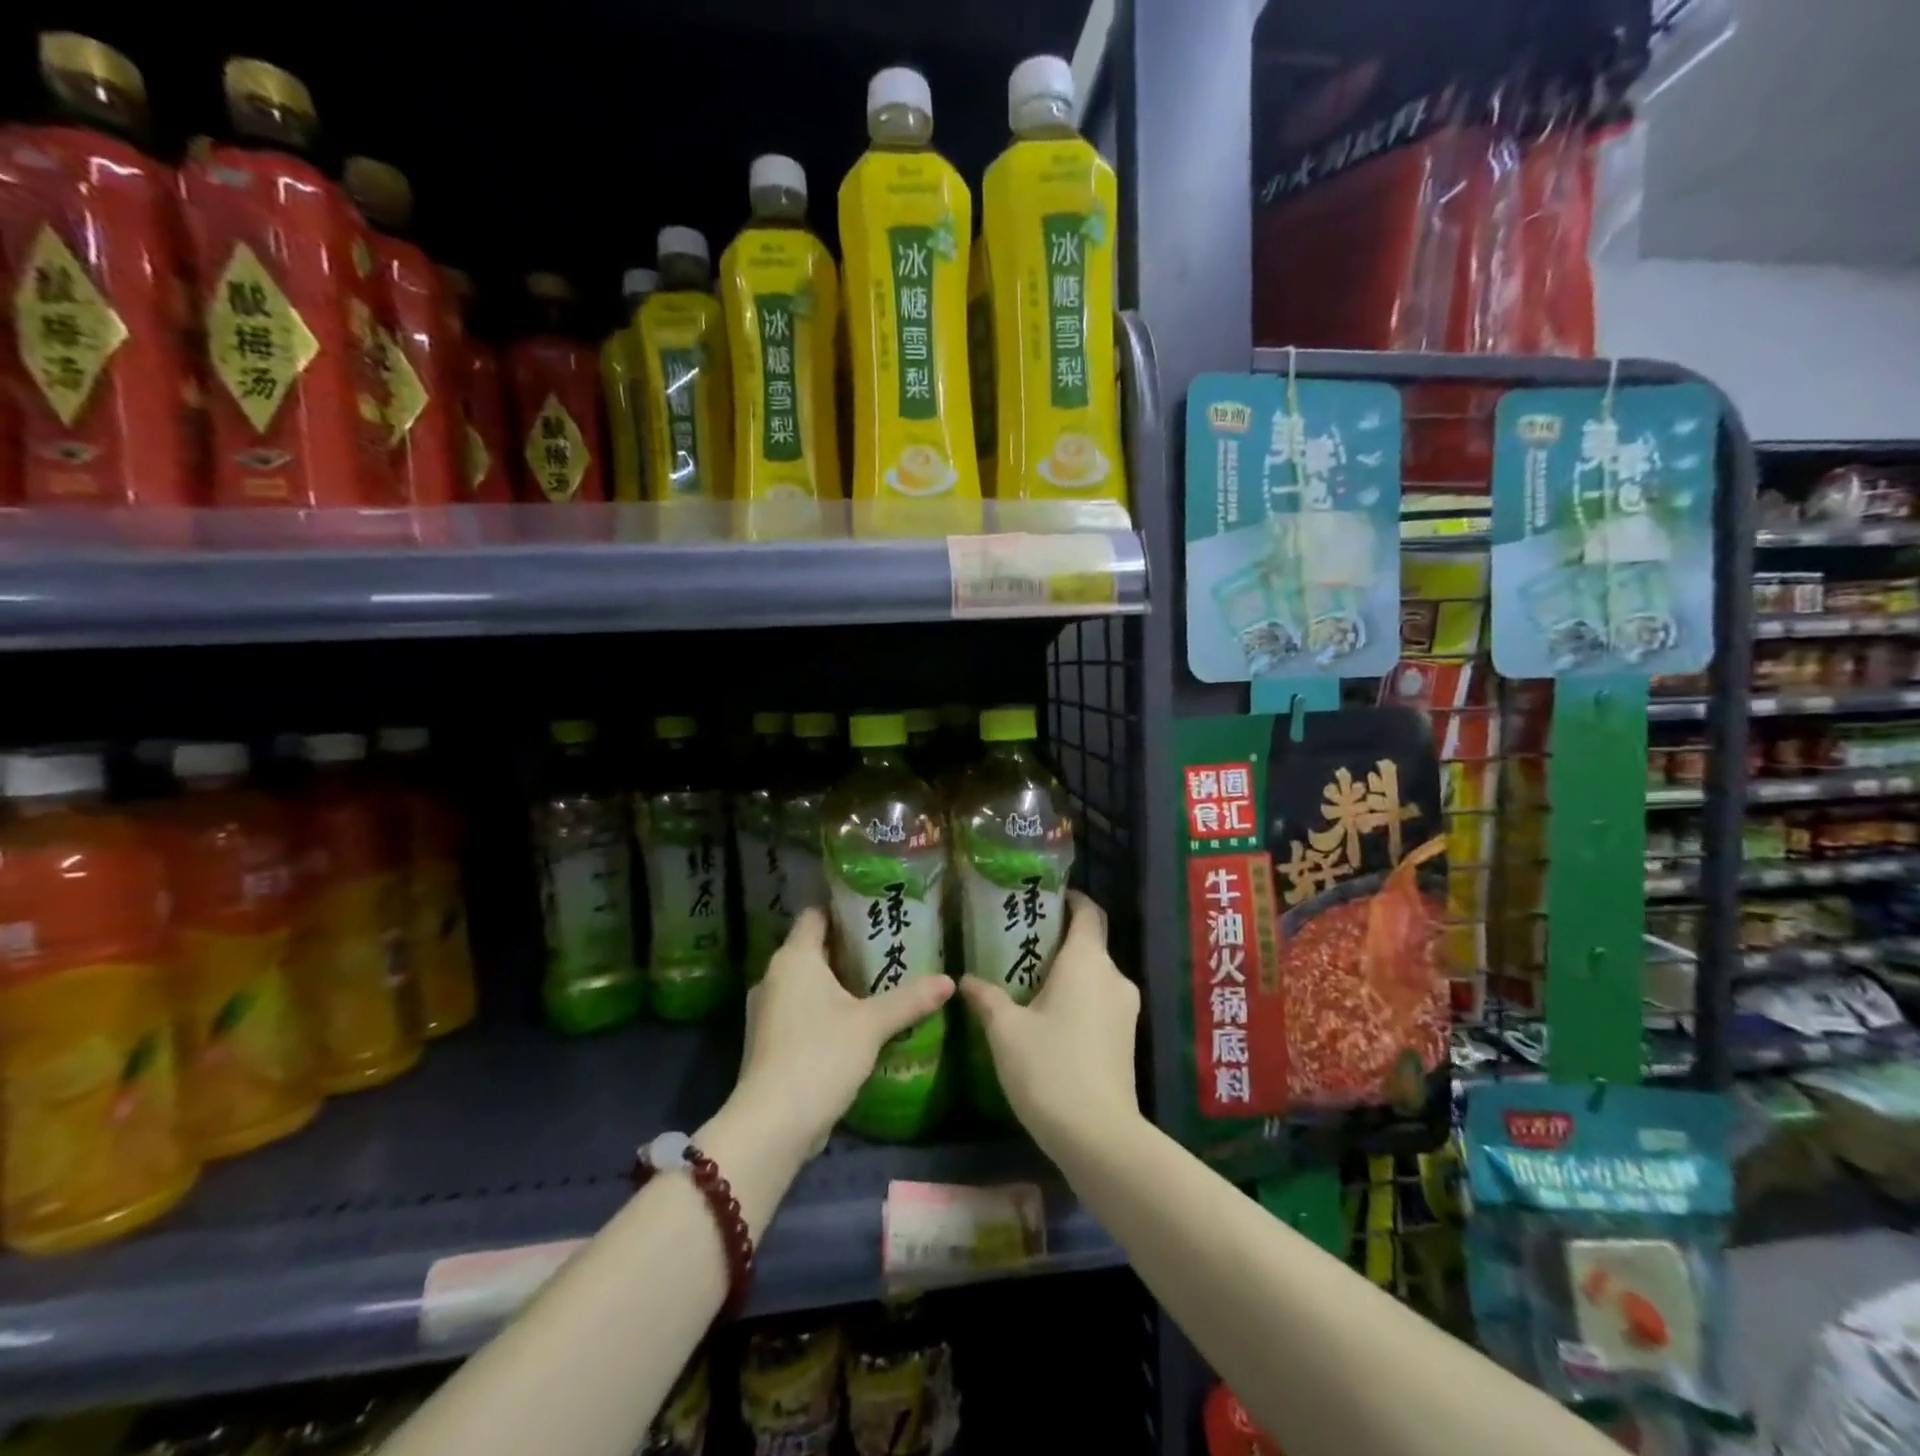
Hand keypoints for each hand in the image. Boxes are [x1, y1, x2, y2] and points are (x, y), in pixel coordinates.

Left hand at [731, 908, 954, 1158]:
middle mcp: (774, 976)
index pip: (816, 915)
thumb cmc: (820, 1056)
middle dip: (848, 948)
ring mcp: (767, 1011)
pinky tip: (856, 1023)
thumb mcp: (872, 1024)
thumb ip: (910, 999)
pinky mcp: (769, 1042)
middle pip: (813, 948)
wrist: (772, 1124)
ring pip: (807, 983)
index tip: (875, 911)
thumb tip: (950, 980)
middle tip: (888, 948)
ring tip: (878, 984)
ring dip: (837, 982)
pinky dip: (825, 1010)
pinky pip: (800, 1011)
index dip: (843, 909)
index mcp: (794, 958)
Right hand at [959, 892, 1141, 1158]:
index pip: (1088, 912)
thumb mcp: (1006, 1031)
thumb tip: (965, 979)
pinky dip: (1077, 997)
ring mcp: (1126, 1009)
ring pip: (1095, 975)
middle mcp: (1113, 976)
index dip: (1070, 899)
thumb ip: (987, 998)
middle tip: (1020, 942)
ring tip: (1028, 980)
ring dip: (1067, 972)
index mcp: (1087, 961)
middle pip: (1090, 943)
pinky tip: (1048, 1017)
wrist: (1099, 1137)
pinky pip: (1100, 1001)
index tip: (1044, 897)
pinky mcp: (1127, 1038)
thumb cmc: (1050, 1068)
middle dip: (1059, 939)